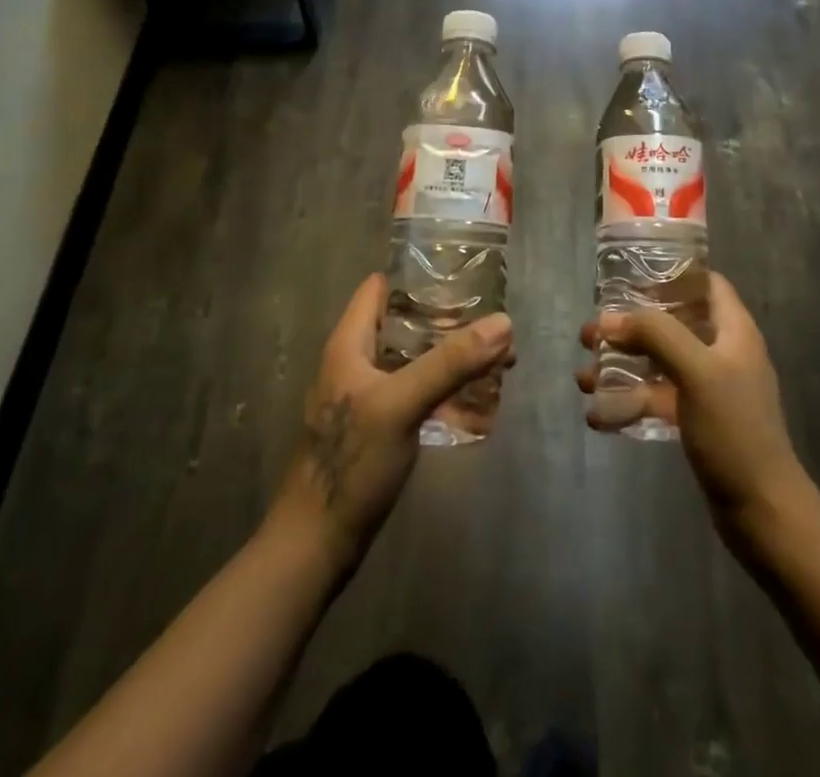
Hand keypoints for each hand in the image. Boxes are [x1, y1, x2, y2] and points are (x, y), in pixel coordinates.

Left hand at [274, 273, 512, 567]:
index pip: (380, 288)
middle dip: (448, 319)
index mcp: (350, 344)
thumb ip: (450, 363)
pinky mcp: (379, 426)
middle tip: (494, 321)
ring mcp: (368, 396)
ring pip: (413, 358)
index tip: (463, 275)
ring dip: (450, 354)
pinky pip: (416, 390)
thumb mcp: (401, 404)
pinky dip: (444, 386)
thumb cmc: (351, 463)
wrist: (317, 544)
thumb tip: (503, 322)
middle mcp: (356, 362)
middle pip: (404, 323)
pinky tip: (477, 396)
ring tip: (498, 356)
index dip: (417, 276)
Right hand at [575, 273, 810, 537]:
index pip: (706, 284)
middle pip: (672, 324)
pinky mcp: (698, 421)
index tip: (629, 281)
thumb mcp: (696, 371)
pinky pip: (658, 399)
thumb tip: (608, 319)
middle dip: (630, 326)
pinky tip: (598, 416)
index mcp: (734, 331)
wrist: (762, 512)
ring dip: (622, 365)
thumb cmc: (734, 430)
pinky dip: (630, 402)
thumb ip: (655, 335)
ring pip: (659, 363)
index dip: (671, 276)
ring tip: (584, 378)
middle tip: (591, 334)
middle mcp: (723, 353)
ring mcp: (710, 389)